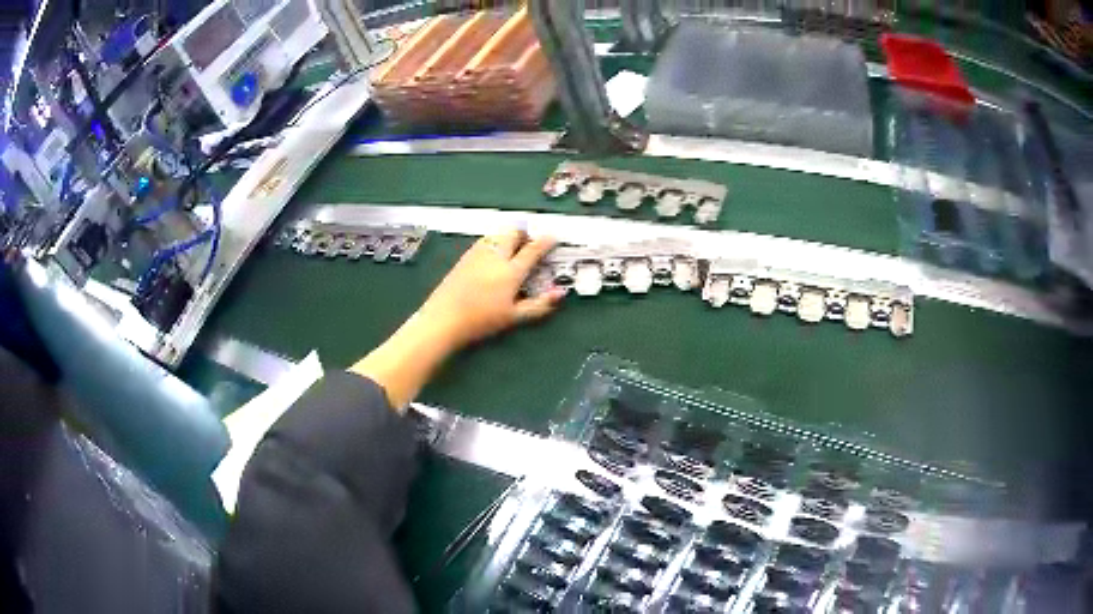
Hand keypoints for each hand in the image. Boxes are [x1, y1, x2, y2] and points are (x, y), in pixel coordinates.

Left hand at [415, 228, 565, 352]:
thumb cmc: (482, 320)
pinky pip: (485, 240)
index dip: (545, 242)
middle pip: (514, 233)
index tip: (553, 237)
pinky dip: (495, 240)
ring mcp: (478, 253)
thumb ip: (539, 305)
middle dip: (525, 233)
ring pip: (498, 234)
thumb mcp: (514, 317)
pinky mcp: (465, 257)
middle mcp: (496, 256)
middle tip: (531, 241)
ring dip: (509, 235)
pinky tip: (494, 252)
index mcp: (511, 271)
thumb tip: (560, 293)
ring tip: (514, 245)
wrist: (444, 318)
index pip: (533, 250)